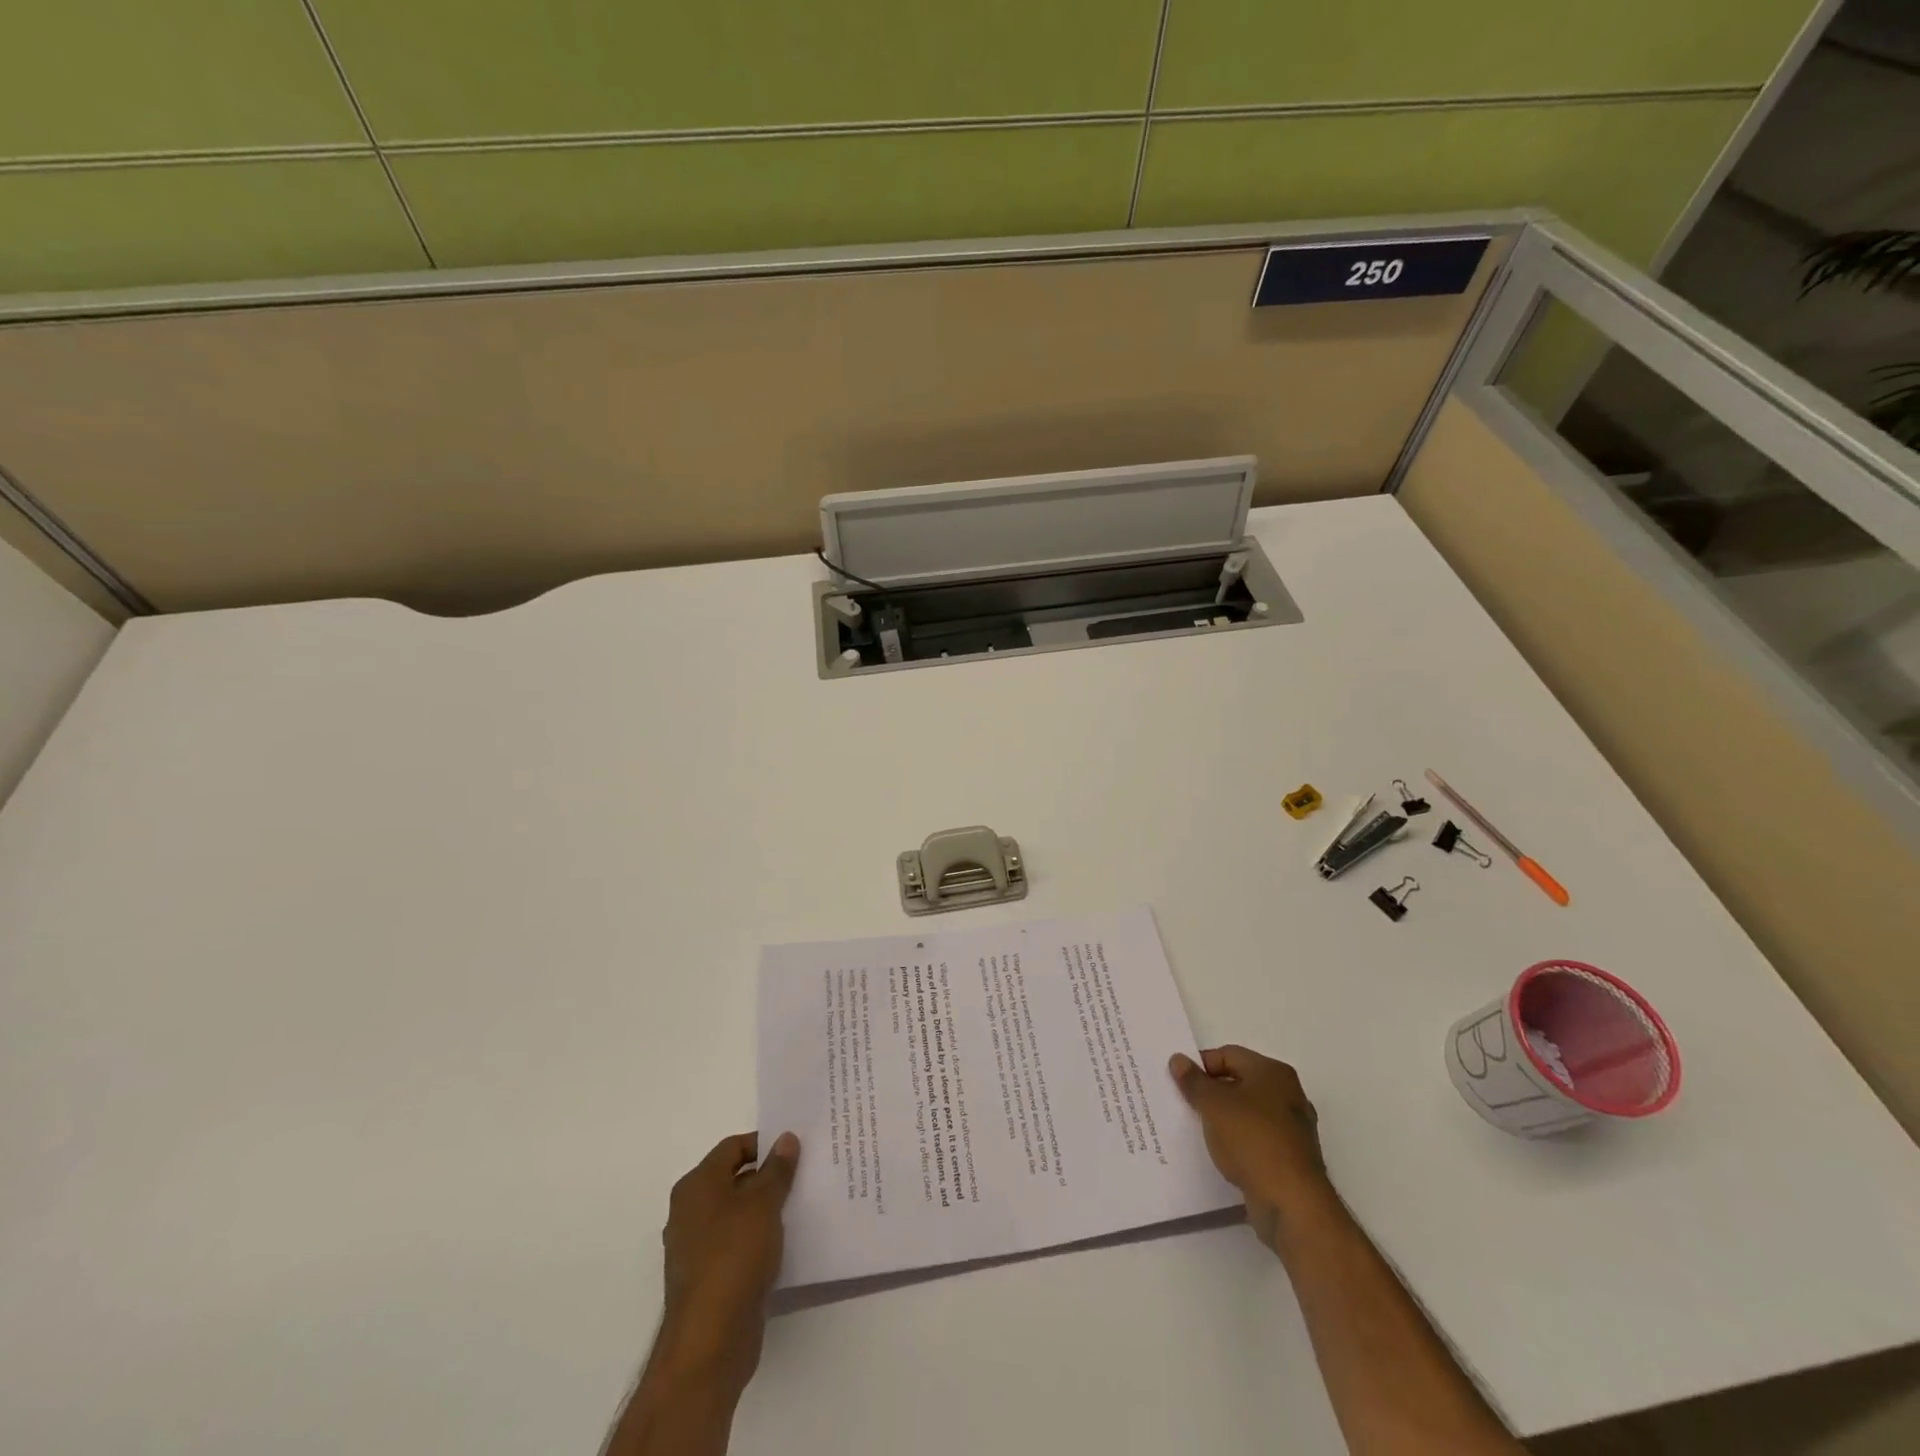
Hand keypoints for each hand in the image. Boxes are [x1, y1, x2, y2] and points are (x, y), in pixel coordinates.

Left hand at [655, 1130, 800, 1395]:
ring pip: (739, 1214)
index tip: (796, 1148)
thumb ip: (777, 1169)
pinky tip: (788, 1242)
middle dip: (769, 1176)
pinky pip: (739, 1245)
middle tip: (805, 1173)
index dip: (764, 1144)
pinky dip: (761, 1239)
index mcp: (696, 1186)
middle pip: (735, 1180)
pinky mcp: (710, 1279)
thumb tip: (785, 1138)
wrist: (710, 1342)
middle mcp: (691, 1212)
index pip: (732, 1148)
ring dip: (767, 1209)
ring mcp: (698, 1248)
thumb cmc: (734, 1257)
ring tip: (803, 1204)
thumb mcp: (763, 1203)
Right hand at [1170, 1046, 1331, 1249]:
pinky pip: (1257, 1139)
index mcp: (1273, 1072)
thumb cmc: (1252, 1139)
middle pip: (1240, 1082)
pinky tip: (1221, 1153)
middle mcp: (1288, 1094)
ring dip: (1224, 1119)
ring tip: (1199, 1130)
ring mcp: (1293, 1128)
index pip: (1228, 1055)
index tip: (1179, 1081)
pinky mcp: (1292, 1158)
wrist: (1292, 1203)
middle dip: (1212, 1092)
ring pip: (1248, 1113)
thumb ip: (1193, 1081)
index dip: (1201, 1065)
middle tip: (1185, 1104)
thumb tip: (1179, 1060)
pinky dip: (1238, 1142)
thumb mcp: (1213, 1104)